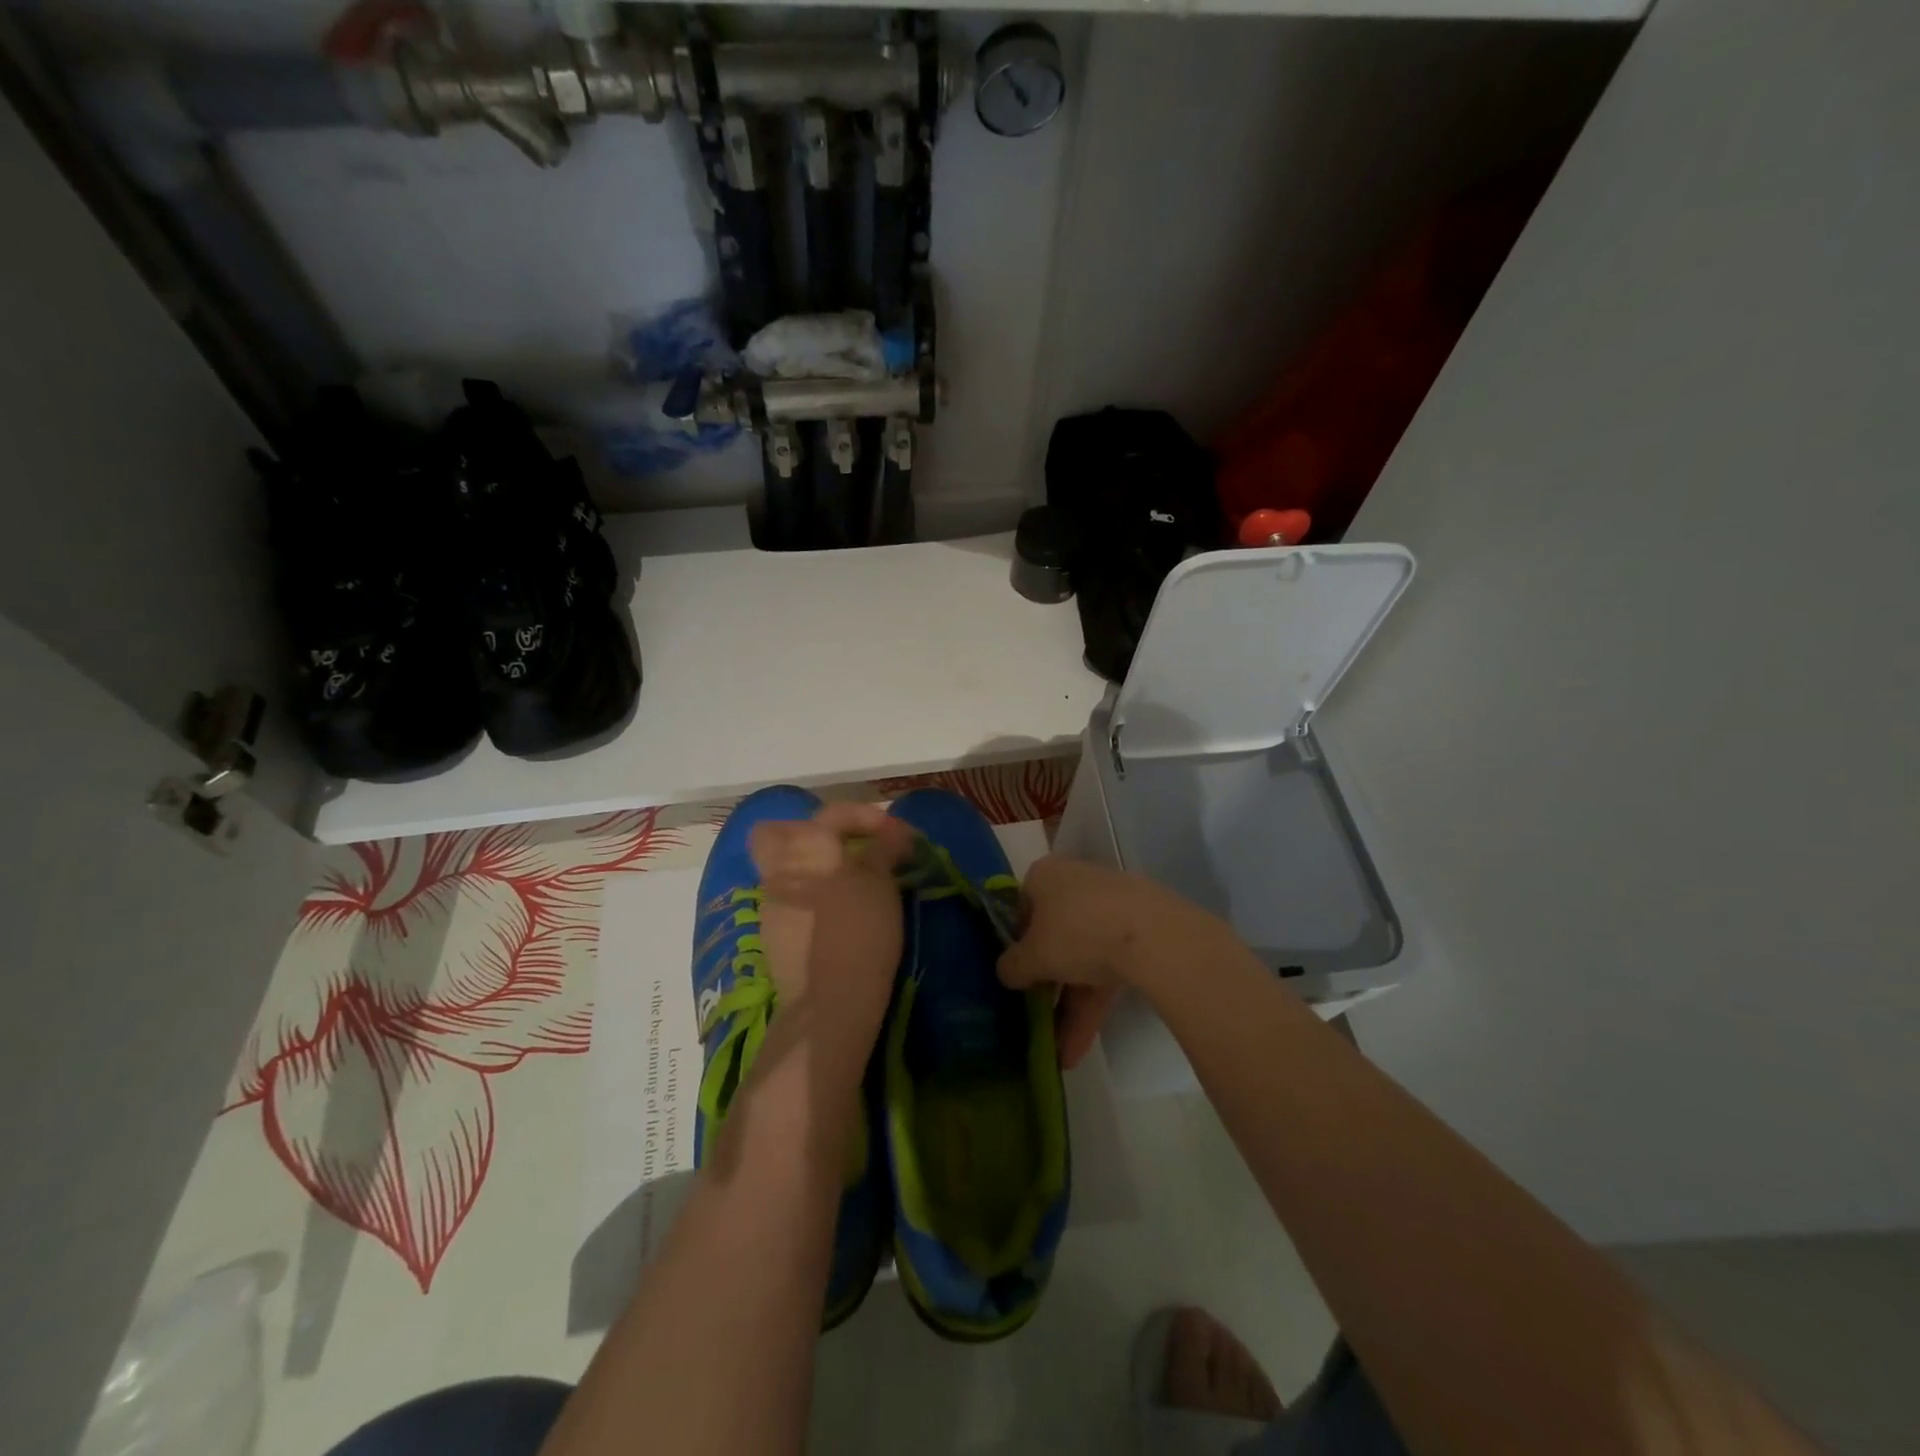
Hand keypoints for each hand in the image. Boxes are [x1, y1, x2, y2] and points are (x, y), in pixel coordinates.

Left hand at [748, 802, 913, 1046]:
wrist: (827, 1002)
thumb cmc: (861, 932)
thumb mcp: (882, 886)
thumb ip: (884, 851)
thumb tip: (892, 833)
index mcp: (808, 847)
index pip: (833, 813)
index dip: (867, 817)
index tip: (896, 835)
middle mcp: (780, 868)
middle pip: (777, 833)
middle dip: (807, 832)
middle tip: (843, 846)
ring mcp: (770, 903)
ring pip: (780, 868)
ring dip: (809, 867)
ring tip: (845, 885)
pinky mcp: (771, 935)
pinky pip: (786, 900)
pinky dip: (806, 896)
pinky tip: (831, 915)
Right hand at [997, 857, 1220, 1070]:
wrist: (1152, 935)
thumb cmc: (1075, 932)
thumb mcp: (1032, 956)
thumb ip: (1012, 966)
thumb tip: (1007, 972)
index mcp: (1045, 876)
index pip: (1022, 907)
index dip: (1017, 943)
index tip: (1017, 975)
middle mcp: (1077, 883)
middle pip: (1055, 936)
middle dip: (1048, 986)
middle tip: (1038, 1019)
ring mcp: (1112, 907)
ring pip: (1083, 957)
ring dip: (1071, 1006)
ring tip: (1061, 1055)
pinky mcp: (1140, 932)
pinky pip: (1109, 967)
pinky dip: (1094, 1004)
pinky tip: (1080, 1048)